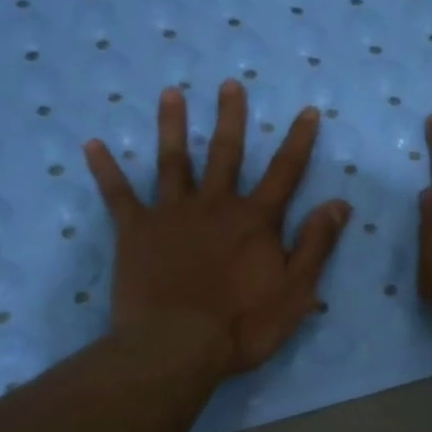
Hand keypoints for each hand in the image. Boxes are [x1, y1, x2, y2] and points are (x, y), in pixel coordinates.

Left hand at [85, 81, 350, 375]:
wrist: (177, 347)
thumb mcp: (295, 291)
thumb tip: (339, 203)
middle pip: (226, 154)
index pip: (285, 172)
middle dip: (231, 118)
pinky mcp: (135, 231)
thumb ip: (316, 244)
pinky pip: (118, 195)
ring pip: (174, 161)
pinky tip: (92, 145)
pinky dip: (105, 170)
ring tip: (171, 93)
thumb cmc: (242, 325)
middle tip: (229, 84)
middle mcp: (215, 206)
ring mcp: (172, 214)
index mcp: (255, 221)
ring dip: (173, 126)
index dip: (299, 141)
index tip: (307, 111)